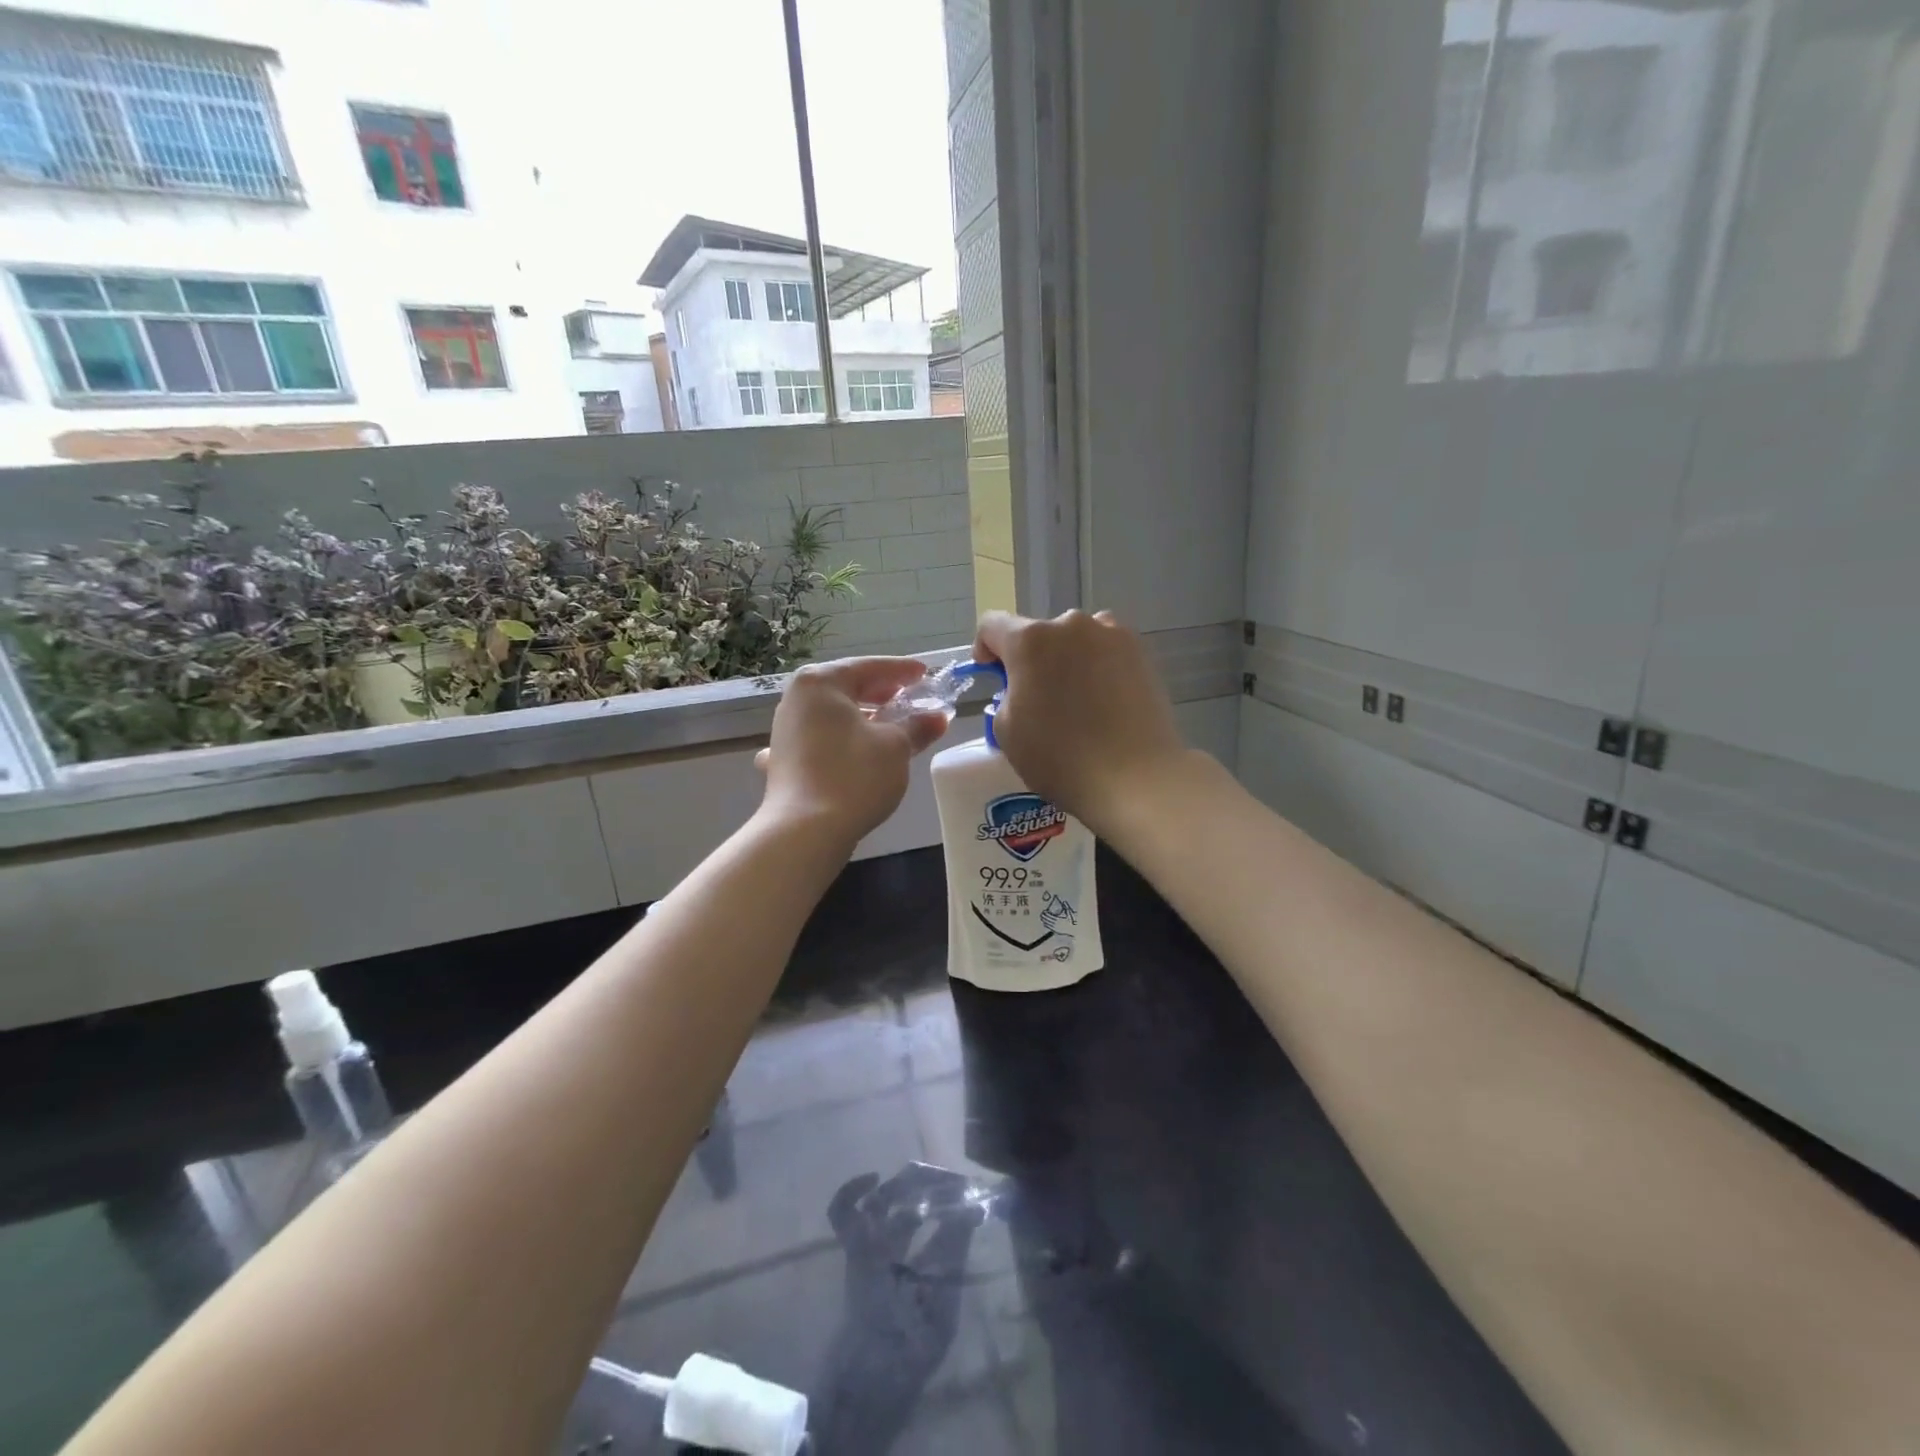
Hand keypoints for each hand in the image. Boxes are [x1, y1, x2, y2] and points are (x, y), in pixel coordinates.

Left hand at [756, 658, 949, 844]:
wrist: (805, 832)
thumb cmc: (854, 776)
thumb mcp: (895, 746)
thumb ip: (917, 727)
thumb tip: (938, 718)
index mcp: (820, 683)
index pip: (868, 667)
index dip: (901, 670)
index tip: (926, 674)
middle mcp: (796, 700)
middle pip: (846, 688)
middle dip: (881, 694)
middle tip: (910, 698)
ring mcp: (784, 732)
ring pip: (831, 716)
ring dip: (861, 718)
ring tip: (888, 725)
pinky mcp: (783, 761)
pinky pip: (816, 741)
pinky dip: (836, 742)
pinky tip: (843, 751)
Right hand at [973, 610, 1187, 835]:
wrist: (1134, 777)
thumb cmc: (1060, 757)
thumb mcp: (1007, 731)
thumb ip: (1006, 695)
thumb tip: (1024, 688)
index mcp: (1030, 640)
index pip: (993, 625)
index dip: (985, 648)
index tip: (992, 675)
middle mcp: (1070, 624)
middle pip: (1038, 633)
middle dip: (1030, 659)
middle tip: (1036, 698)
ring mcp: (1111, 635)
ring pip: (1075, 640)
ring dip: (1066, 659)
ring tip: (1075, 699)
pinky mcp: (1141, 653)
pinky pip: (1106, 651)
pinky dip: (1097, 667)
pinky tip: (1103, 702)